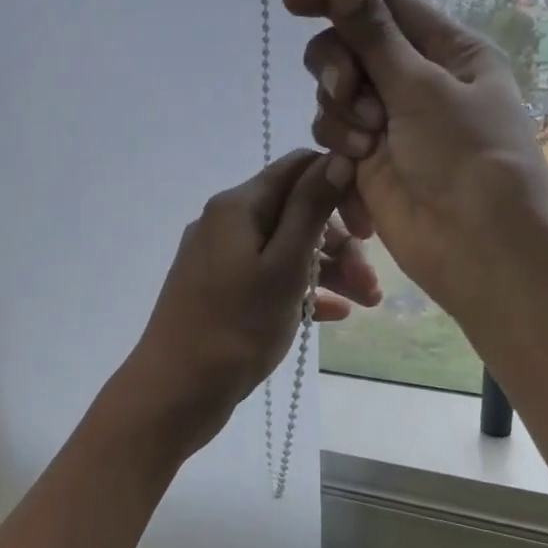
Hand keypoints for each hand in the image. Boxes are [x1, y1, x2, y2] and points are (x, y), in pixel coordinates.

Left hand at [119, 150, 381, 453]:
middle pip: (295, 212)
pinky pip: (268, 278)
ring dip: (327, 270)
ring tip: (365, 304)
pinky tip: (334, 314)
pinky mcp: (219, 291)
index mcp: (237, 206)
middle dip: (339, 243)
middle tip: (372, 285)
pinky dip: (300, 290)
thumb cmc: (236, 327)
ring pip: (284, 248)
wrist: (176, 391)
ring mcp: (219, 259)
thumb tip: (337, 156)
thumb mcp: (284, 265)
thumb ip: (311, 208)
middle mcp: (224, 223)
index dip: (341, 188)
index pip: (299, 168)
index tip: (370, 228)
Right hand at [284, 0, 547, 322]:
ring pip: (334, 95)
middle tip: (347, 93)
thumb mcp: (421, 88)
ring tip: (365, 146)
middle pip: (349, 48)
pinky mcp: (369, 162)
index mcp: (448, 50)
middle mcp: (417, 81)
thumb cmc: (466, 157)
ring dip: (339, 115)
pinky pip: (334, 137)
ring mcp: (391, 123)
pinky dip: (339, 150)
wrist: (476, 245)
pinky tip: (354, 172)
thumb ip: (373, 36)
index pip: (383, 5)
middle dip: (337, 68)